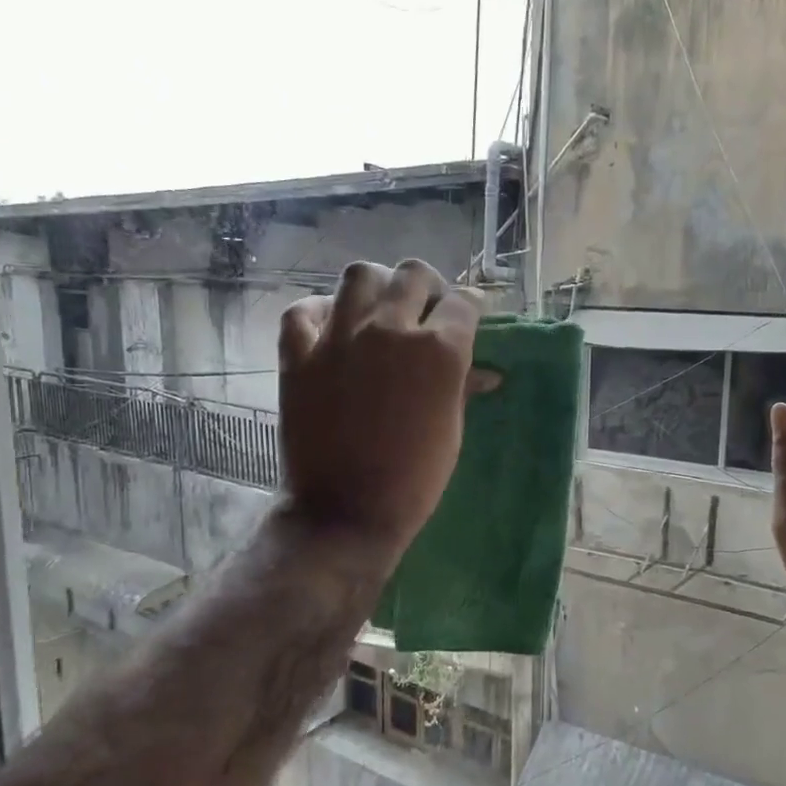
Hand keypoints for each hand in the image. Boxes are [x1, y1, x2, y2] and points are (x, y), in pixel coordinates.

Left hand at [277, 260, 491, 559]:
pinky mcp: (299, 354)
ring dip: (376, 285)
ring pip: (359, 275)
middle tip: (425, 309)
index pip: (464, 302)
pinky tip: (330, 327)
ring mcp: (339, 337)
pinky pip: (303, 310)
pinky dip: (318, 312)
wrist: (346, 511)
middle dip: (428, 286)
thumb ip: (462, 386)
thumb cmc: (414, 479)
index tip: (468, 315)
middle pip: (413, 274)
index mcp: (439, 350)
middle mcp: (390, 329)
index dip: (470, 307)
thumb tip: (486, 372)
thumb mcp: (451, 430)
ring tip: (378, 309)